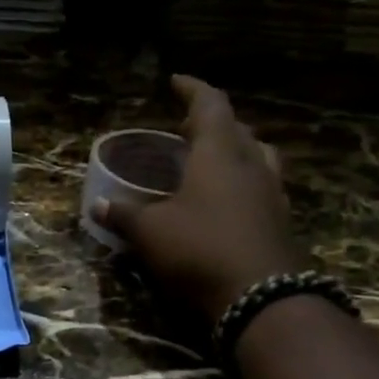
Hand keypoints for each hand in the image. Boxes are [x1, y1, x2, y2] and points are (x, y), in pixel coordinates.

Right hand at [93, 75, 307, 322]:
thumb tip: (98, 206)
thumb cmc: (200, 249)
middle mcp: (251, 165)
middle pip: (237, 129)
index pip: (210, 104)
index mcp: (220, 153)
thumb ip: (125, 215)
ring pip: (256, 156)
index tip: (175, 81)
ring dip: (233, 150)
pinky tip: (225, 202)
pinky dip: (242, 183)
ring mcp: (272, 194)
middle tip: (186, 127)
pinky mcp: (280, 222)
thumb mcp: (151, 232)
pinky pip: (262, 187)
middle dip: (211, 122)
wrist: (263, 298)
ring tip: (209, 160)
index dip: (192, 89)